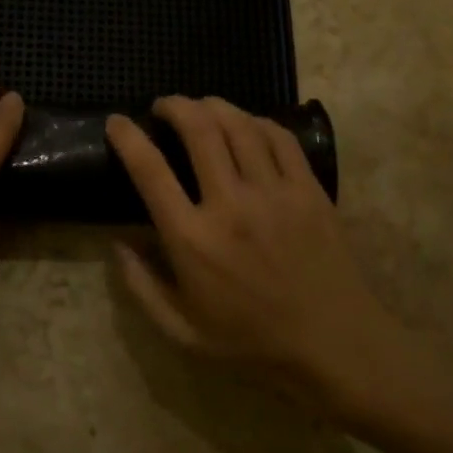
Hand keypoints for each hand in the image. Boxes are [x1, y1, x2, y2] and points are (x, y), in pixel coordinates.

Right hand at [106, 95, 397, 408]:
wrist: (335, 346)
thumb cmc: (252, 342)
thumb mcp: (182, 331)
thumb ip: (141, 286)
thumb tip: (117, 242)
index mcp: (193, 240)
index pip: (150, 170)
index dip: (128, 137)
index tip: (117, 122)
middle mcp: (231, 205)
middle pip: (199, 129)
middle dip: (175, 106)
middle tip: (164, 106)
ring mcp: (275, 193)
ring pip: (240, 125)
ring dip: (213, 106)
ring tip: (201, 107)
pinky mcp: (310, 190)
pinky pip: (280, 138)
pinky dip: (257, 121)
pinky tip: (247, 125)